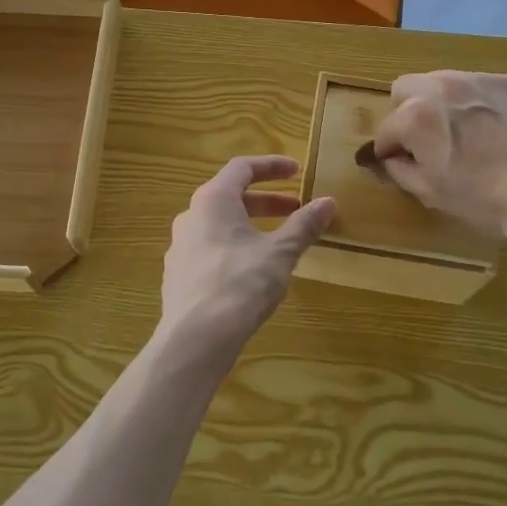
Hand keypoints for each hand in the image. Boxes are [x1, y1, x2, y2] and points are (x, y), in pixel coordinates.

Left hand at [159, 156, 335, 355]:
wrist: (195, 338)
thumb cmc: (240, 284)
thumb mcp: (280, 252)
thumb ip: (303, 225)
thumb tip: (328, 202)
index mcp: (212, 200)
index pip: (242, 168)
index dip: (272, 166)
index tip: (297, 170)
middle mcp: (190, 216)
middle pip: (231, 196)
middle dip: (266, 201)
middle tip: (295, 209)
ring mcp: (180, 246)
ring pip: (219, 225)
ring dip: (251, 225)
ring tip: (278, 241)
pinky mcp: (178, 275)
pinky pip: (210, 249)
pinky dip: (235, 247)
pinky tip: (252, 271)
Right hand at [371, 71, 506, 260]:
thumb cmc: (483, 199)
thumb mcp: (430, 192)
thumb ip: (398, 170)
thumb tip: (389, 159)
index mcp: (415, 116)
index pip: (386, 129)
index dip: (389, 150)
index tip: (399, 162)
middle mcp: (442, 87)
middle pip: (406, 88)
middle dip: (407, 112)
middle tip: (426, 140)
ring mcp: (480, 80)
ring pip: (444, 81)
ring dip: (442, 102)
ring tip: (463, 131)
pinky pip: (481, 85)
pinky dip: (479, 102)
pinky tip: (495, 128)